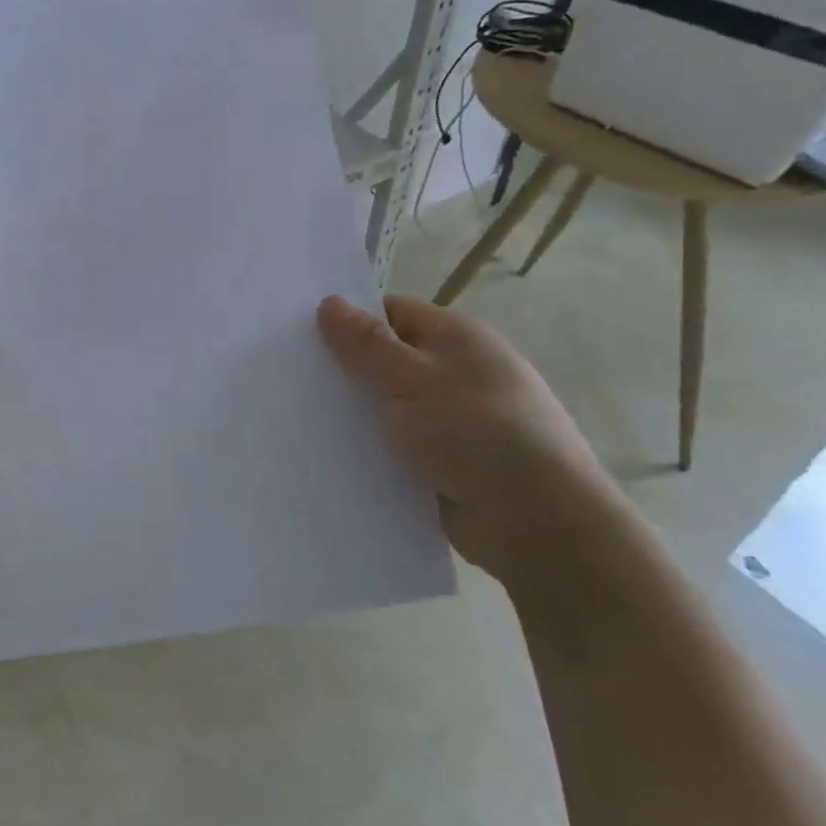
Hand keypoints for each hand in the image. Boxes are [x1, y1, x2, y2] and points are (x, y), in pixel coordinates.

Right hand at [317, 293, 609, 582]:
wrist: (537, 522)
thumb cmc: (476, 432)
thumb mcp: (414, 379)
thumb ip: (368, 345)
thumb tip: (329, 303)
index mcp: (456, 338)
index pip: (392, 313)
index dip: (349, 320)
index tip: (299, 335)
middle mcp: (456, 373)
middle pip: (388, 361)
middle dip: (345, 371)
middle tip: (288, 378)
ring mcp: (452, 421)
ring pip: (389, 408)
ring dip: (355, 416)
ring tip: (297, 418)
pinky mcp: (445, 464)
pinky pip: (397, 447)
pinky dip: (371, 451)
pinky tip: (330, 457)